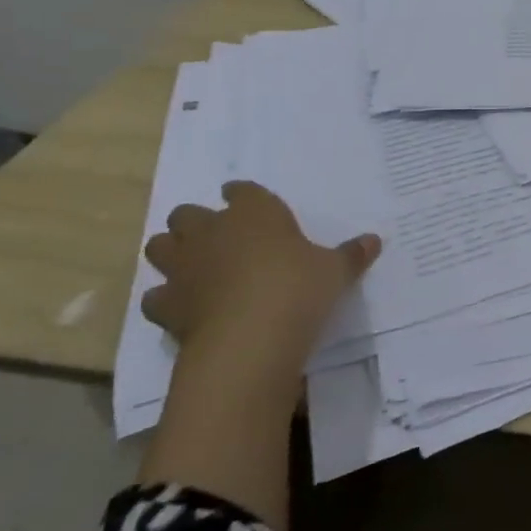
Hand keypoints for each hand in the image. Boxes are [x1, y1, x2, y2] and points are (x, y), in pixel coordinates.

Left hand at [142, 182, 379, 367]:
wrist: (249, 339)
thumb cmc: (298, 287)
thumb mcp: (335, 270)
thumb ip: (351, 254)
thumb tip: (374, 240)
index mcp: (253, 213)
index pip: (241, 191)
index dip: (241, 194)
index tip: (244, 199)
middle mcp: (211, 232)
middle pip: (187, 214)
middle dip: (196, 222)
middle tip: (216, 236)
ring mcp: (183, 268)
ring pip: (159, 247)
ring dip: (172, 253)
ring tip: (191, 266)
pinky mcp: (166, 306)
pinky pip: (155, 296)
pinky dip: (165, 299)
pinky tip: (183, 307)